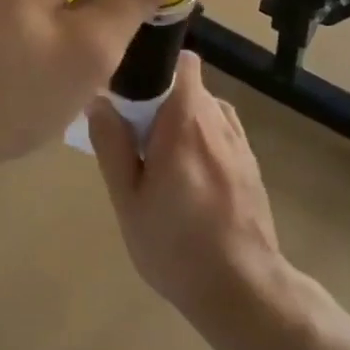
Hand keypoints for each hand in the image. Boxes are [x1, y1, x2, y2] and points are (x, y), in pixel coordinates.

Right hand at [87, 52, 285, 320]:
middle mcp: (218, 121)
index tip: (126, 89)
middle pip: (187, 85)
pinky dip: (199, 139)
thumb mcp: (128, 200)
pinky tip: (185, 177)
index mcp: (186, 122)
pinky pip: (219, 132)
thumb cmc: (175, 246)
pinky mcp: (251, 163)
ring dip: (179, 120)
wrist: (242, 288)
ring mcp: (240, 142)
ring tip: (157, 159)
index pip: (179, 61)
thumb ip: (112, 144)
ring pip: (204, 109)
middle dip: (158, 99)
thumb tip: (99, 100)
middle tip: (131, 136)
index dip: (152, 65)